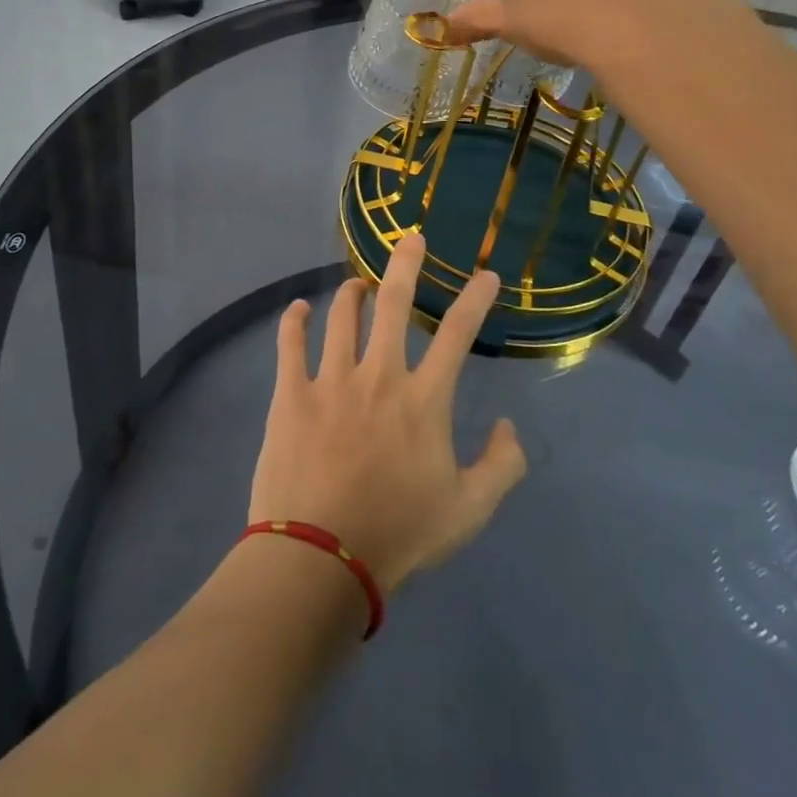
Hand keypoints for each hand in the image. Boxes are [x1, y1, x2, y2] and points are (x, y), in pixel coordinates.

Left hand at [248, 235, 526, 594]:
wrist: (320, 559)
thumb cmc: (399, 533)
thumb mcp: (468, 511)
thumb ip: (501, 466)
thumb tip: (507, 426)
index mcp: (423, 398)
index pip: (457, 333)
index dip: (475, 299)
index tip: (486, 274)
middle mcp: (379, 374)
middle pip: (393, 302)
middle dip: (405, 264)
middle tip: (410, 238)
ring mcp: (331, 379)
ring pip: (342, 316)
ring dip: (351, 293)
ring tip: (357, 283)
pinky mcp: (291, 394)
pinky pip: (289, 343)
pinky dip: (294, 320)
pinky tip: (298, 308)